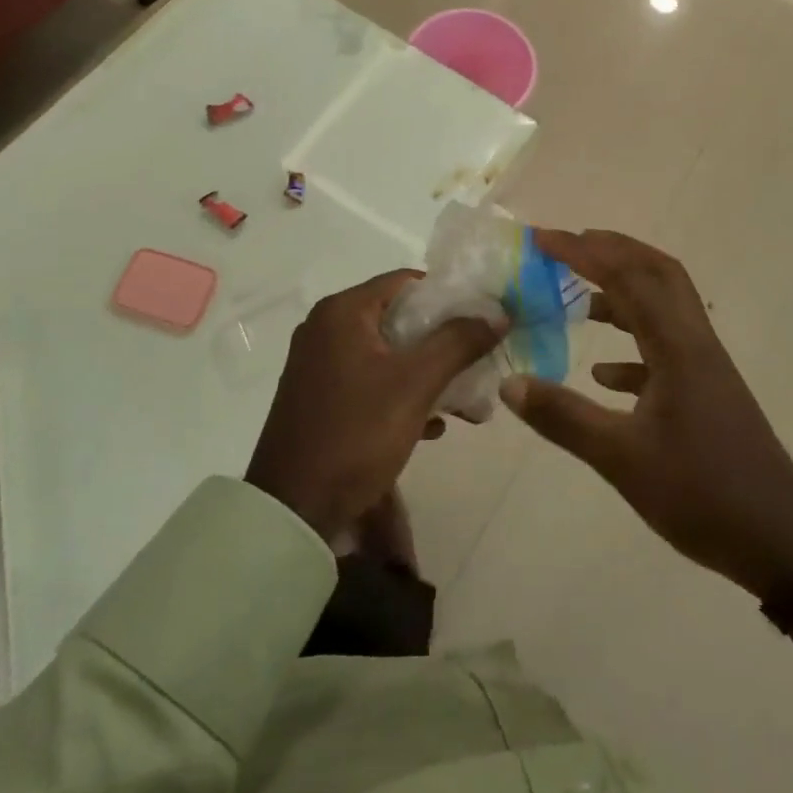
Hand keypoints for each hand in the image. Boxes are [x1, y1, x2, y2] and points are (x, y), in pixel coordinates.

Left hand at [245, 270, 501, 540]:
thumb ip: (458, 342)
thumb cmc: (356, 433)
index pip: (406, 282)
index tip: (483, 320)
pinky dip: (401, 393)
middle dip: (443, 342)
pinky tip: (430, 425)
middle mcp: (325, 327)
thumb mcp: (415, 384)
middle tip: (479, 363)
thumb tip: (498, 312)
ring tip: (465, 403)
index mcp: (342, 312)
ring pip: (388, 353)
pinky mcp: (319, 396)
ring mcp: (319, 363)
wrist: (294, 510)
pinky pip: (370, 380)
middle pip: (399, 318)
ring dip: (427, 373)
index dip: (449, 296)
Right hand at [498, 229, 792, 598]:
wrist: (780, 543)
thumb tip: (509, 384)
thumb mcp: (622, 460)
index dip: (583, 251)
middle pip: (657, 273)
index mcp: (677, 347)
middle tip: (566, 247)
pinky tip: (604, 372)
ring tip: (578, 298)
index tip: (542, 239)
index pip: (628, 277)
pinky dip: (631, 343)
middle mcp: (694, 344)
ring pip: (663, 307)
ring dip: (622, 292)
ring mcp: (704, 367)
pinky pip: (664, 348)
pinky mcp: (706, 392)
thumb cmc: (702, 494)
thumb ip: (564, 418)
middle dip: (611, 251)